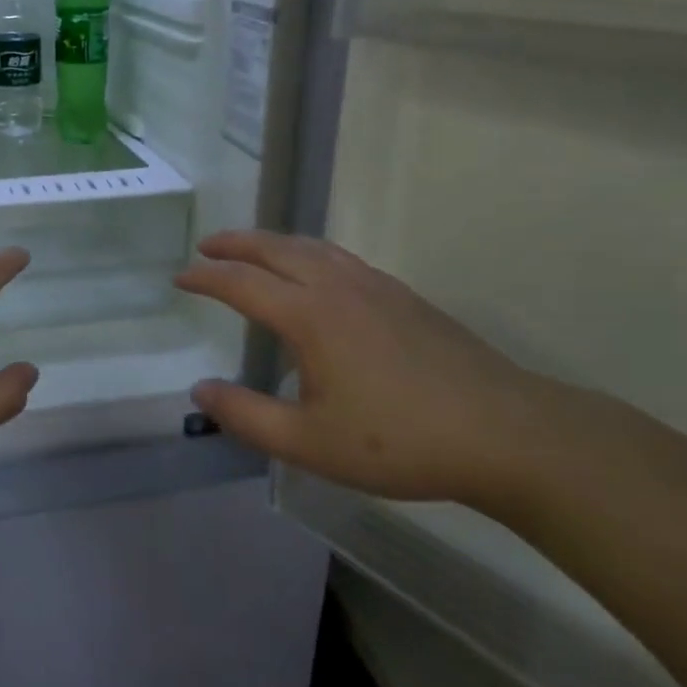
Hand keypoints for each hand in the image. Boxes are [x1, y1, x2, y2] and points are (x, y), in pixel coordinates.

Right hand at [175, 230, 555, 506]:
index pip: (242, 282)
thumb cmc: (399, 441)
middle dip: (235, 244)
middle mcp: (338, 287)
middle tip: (206, 246)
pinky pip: (339, 258)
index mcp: (309, 316)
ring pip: (312, 247)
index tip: (180, 278)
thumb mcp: (309, 443)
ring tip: (251, 250)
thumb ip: (247, 416)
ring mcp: (375, 286)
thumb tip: (200, 390)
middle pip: (275, 249)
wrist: (507, 434)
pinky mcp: (403, 297)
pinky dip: (308, 252)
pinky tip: (314, 273)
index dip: (206, 277)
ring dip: (272, 242)